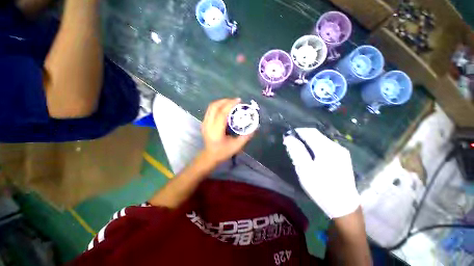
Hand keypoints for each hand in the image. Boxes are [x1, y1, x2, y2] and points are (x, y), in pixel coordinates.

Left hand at [200, 98, 253, 165]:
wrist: (210, 156)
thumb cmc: (223, 152)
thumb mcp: (236, 146)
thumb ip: (246, 136)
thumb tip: (254, 127)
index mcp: (216, 131)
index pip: (222, 114)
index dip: (230, 105)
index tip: (238, 100)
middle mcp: (208, 125)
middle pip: (214, 107)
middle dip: (225, 101)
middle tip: (235, 101)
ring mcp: (204, 123)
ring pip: (211, 107)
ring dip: (221, 102)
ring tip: (231, 103)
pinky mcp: (204, 122)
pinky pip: (210, 110)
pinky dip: (218, 106)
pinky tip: (224, 108)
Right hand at [283, 128, 359, 218]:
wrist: (344, 206)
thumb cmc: (322, 188)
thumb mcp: (305, 170)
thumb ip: (296, 152)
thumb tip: (288, 138)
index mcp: (327, 149)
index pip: (310, 132)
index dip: (297, 131)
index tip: (287, 137)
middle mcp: (336, 146)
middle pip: (316, 134)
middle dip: (302, 136)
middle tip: (291, 144)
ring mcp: (341, 152)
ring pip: (321, 140)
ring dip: (308, 141)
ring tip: (299, 150)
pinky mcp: (342, 157)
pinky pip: (326, 146)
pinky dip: (315, 146)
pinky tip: (311, 155)